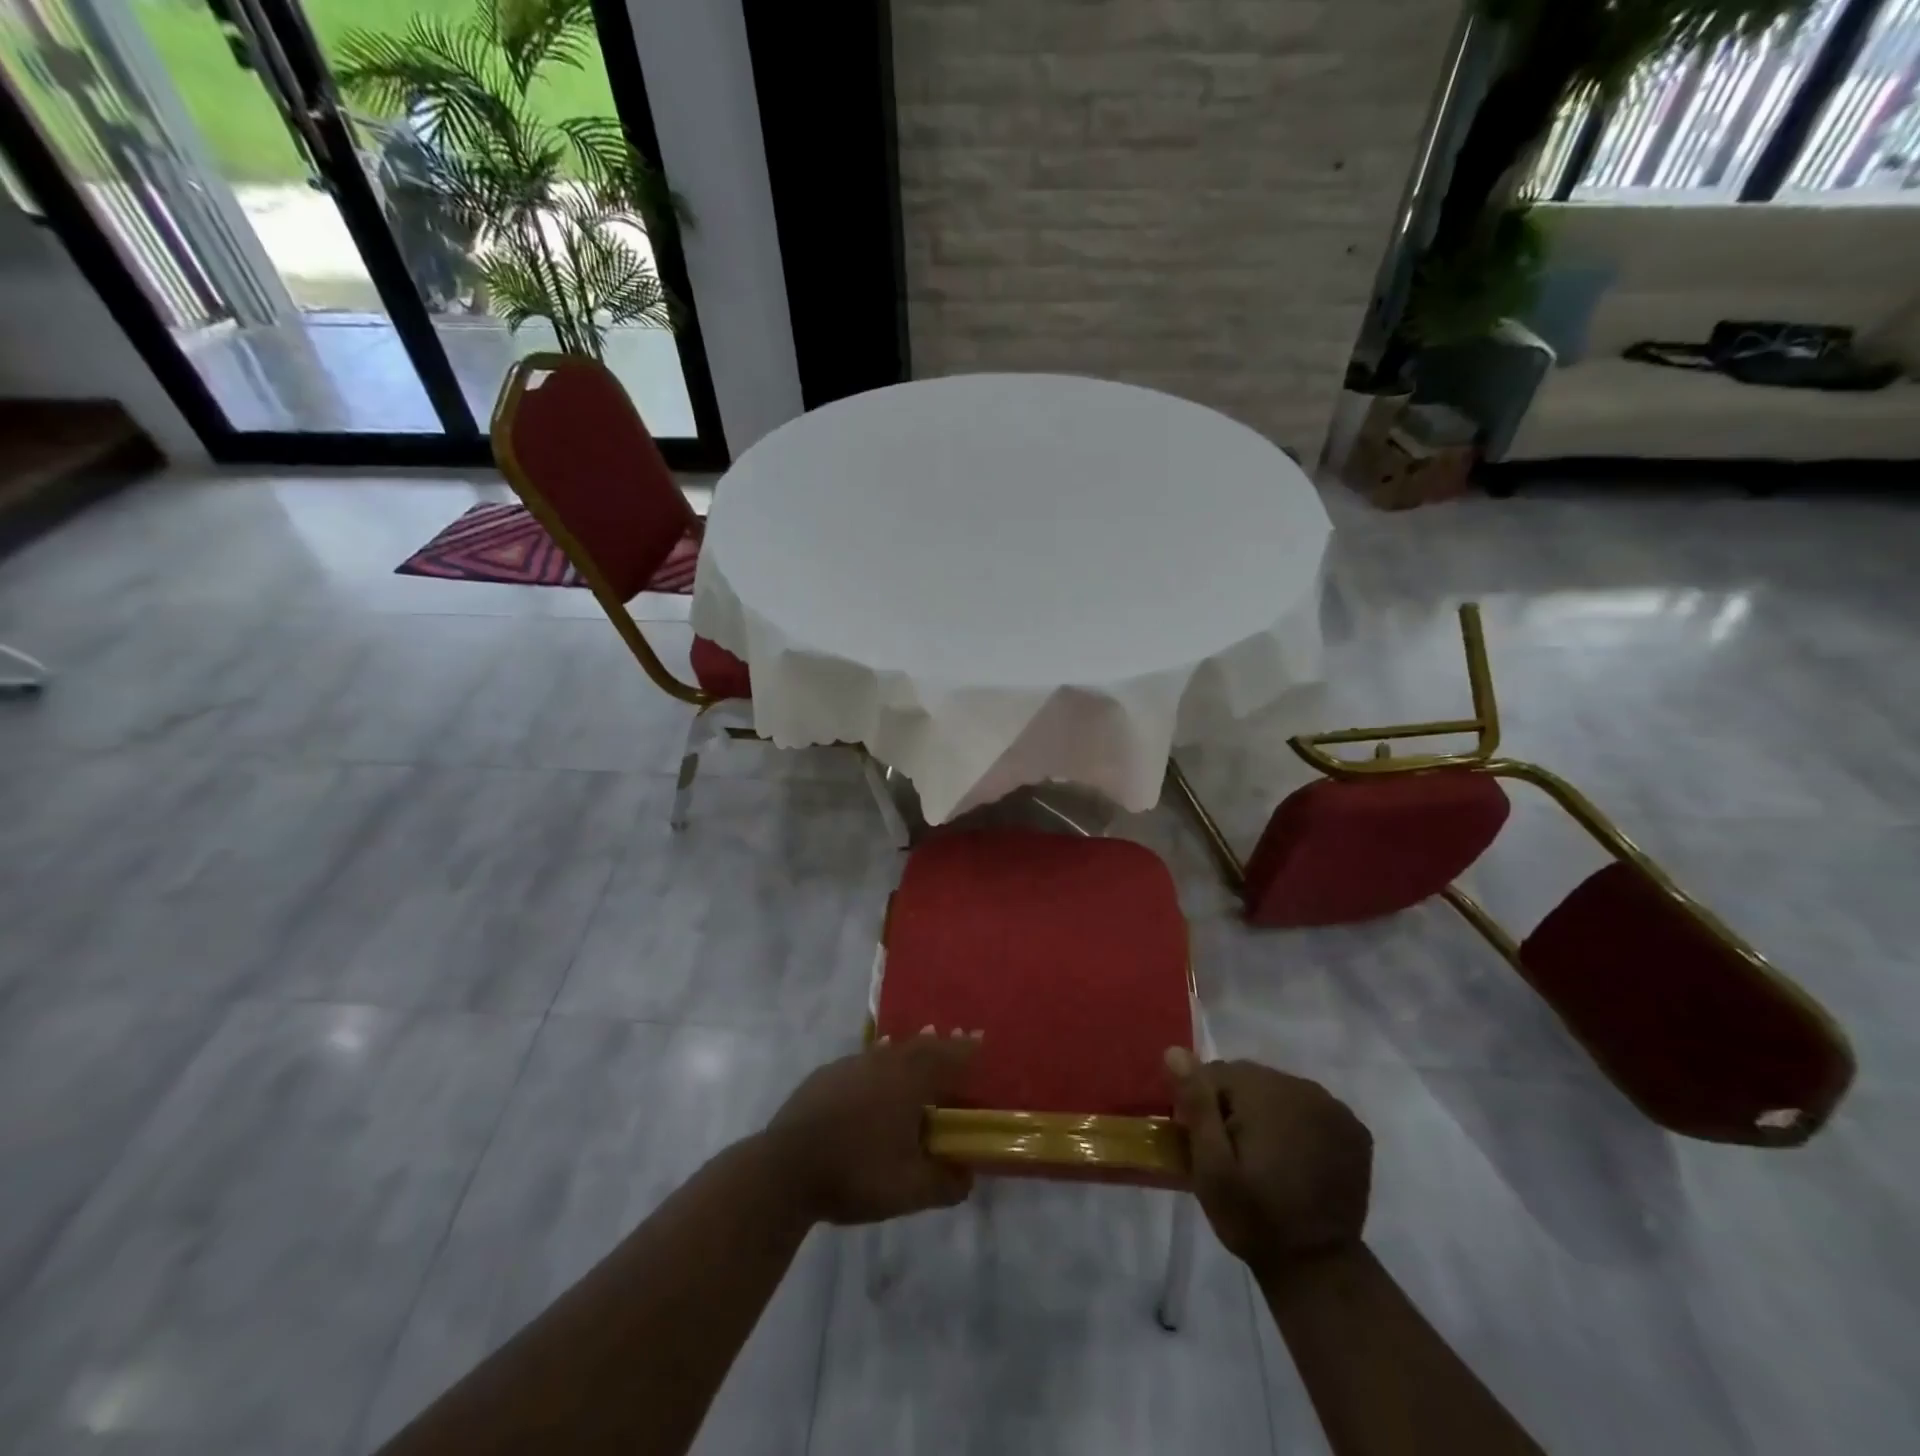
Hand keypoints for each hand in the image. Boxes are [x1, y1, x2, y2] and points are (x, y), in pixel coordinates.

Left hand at [762, 1030, 980, 1225]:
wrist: (785, 1169)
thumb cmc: (856, 1173)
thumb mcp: (910, 1190)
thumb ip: (946, 1183)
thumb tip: (968, 1175)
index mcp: (909, 1081)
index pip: (947, 1057)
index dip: (966, 1050)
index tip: (980, 1039)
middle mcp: (883, 1062)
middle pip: (919, 1046)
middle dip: (939, 1044)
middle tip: (953, 1041)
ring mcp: (850, 1066)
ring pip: (888, 1050)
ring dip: (907, 1050)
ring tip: (917, 1048)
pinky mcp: (824, 1077)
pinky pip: (862, 1061)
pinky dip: (877, 1062)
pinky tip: (872, 1074)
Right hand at [1166, 1049, 1372, 1272]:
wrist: (1317, 1270)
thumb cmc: (1253, 1217)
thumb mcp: (1211, 1166)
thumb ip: (1196, 1104)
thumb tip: (1176, 1052)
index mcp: (1266, 1091)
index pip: (1216, 1073)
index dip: (1203, 1105)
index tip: (1205, 1143)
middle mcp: (1304, 1088)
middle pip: (1250, 1079)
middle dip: (1235, 1107)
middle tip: (1232, 1154)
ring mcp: (1335, 1108)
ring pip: (1279, 1091)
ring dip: (1266, 1114)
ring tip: (1264, 1158)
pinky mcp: (1354, 1130)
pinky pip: (1310, 1108)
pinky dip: (1297, 1124)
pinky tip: (1294, 1158)